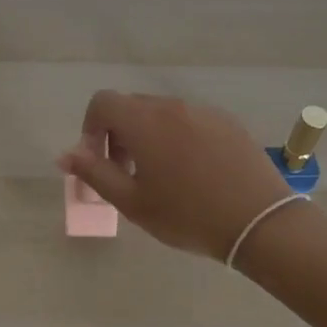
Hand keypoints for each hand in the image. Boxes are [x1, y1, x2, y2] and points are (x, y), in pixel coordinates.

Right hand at [58, 91, 296, 259]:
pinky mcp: (227, 122)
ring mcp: (203, 111)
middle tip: (129, 174)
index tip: (101, 162)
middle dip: (119, 134)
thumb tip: (66, 154)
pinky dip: (179, 137)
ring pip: (162, 113)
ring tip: (163, 176)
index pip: (102, 102)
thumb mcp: (132, 202)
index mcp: (143, 121)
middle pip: (131, 106)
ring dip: (149, 136)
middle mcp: (171, 106)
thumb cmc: (188, 215)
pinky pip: (190, 120)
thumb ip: (94, 173)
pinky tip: (195, 172)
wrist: (260, 223)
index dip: (91, 128)